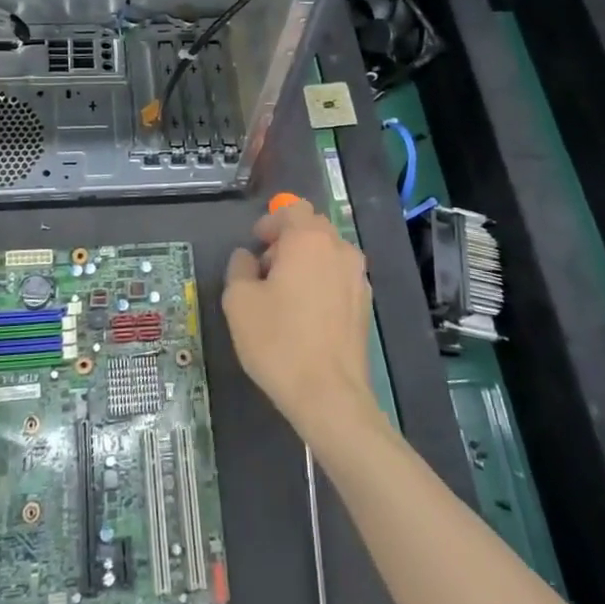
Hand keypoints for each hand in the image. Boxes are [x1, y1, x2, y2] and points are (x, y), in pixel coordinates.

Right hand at [223, 199, 374, 438]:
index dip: (271, 221)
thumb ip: (239, 268)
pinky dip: (321, 282)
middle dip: (288, 240)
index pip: (292, 209)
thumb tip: (247, 258)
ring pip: (328, 253)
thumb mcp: (238, 301)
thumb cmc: (278, 340)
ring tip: (285, 293)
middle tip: (265, 269)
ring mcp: (358, 277)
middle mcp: (339, 249)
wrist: (329, 395)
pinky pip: (339, 277)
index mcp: (308, 239)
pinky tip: (306, 313)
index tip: (256, 243)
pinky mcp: (366, 304)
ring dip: (306, 261)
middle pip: (313, 228)